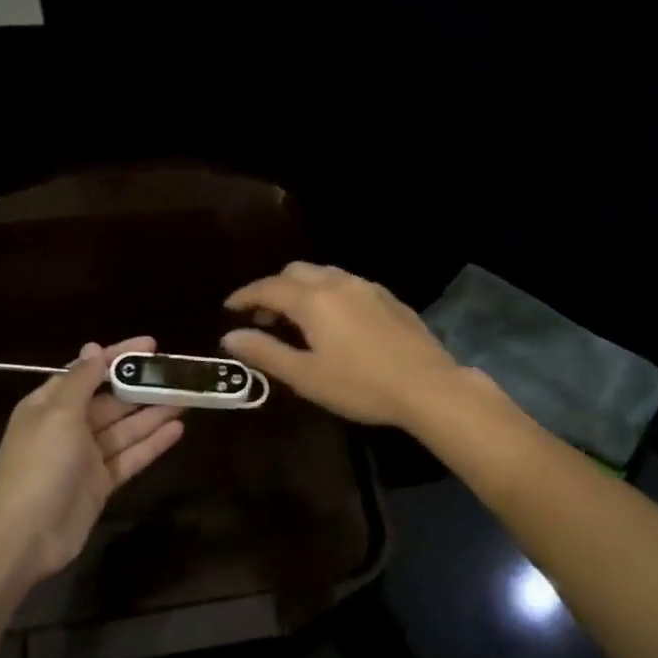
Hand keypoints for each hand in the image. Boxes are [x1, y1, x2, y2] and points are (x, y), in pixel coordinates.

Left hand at [0, 336, 183, 585]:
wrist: (24, 536)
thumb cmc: (39, 465)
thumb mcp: (58, 414)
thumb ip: (81, 380)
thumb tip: (93, 348)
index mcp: (51, 405)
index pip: (90, 371)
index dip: (119, 355)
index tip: (152, 344)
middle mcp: (68, 427)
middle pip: (112, 400)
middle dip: (143, 386)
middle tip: (179, 374)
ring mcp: (86, 457)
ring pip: (126, 428)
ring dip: (154, 413)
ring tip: (187, 398)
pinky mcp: (101, 483)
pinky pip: (130, 456)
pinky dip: (152, 444)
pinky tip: (178, 430)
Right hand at [222, 263, 465, 428]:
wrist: (427, 386)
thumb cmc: (360, 385)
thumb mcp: (306, 376)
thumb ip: (265, 353)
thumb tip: (230, 336)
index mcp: (313, 300)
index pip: (268, 288)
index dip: (245, 296)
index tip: (229, 307)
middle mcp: (338, 283)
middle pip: (296, 272)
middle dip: (274, 289)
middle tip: (263, 318)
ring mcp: (367, 287)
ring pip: (324, 274)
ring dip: (302, 288)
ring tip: (298, 320)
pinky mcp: (389, 298)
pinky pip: (348, 284)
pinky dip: (329, 293)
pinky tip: (335, 321)